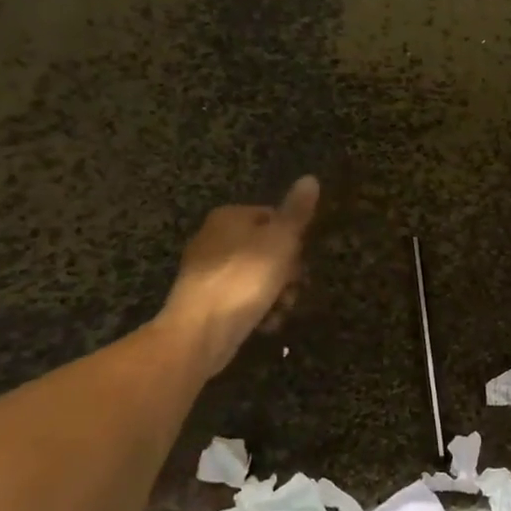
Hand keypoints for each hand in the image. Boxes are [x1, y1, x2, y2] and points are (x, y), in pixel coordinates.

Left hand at [159, 176, 319, 374]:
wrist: (200, 332)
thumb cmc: (244, 279)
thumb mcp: (280, 240)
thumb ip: (297, 211)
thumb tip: (310, 178)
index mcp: (229, 217)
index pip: (274, 217)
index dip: (294, 239)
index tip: (302, 261)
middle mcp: (215, 238)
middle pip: (268, 249)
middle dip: (287, 272)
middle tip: (294, 289)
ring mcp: (209, 271)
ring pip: (258, 276)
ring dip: (277, 294)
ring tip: (282, 310)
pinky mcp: (207, 301)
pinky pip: (243, 299)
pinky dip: (258, 309)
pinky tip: (266, 323)